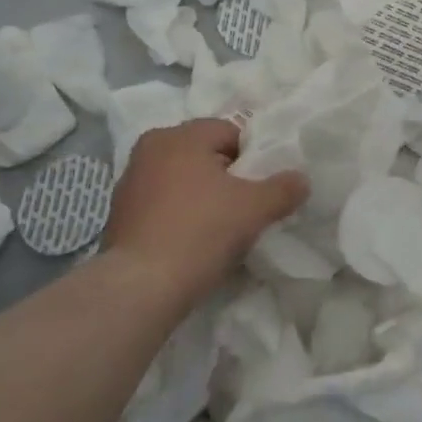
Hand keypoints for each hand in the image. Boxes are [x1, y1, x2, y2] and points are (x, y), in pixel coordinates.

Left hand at [102, 118, 308, 301]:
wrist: (139, 289)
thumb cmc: (200, 232)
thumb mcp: (255, 208)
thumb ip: (284, 188)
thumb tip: (302, 179)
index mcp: (179, 136)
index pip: (230, 132)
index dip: (253, 158)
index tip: (261, 186)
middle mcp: (150, 149)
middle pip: (205, 155)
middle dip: (227, 176)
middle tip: (246, 205)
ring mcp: (129, 183)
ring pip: (182, 180)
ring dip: (202, 196)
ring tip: (220, 227)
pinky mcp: (119, 216)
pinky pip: (163, 205)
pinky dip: (180, 215)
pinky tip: (193, 242)